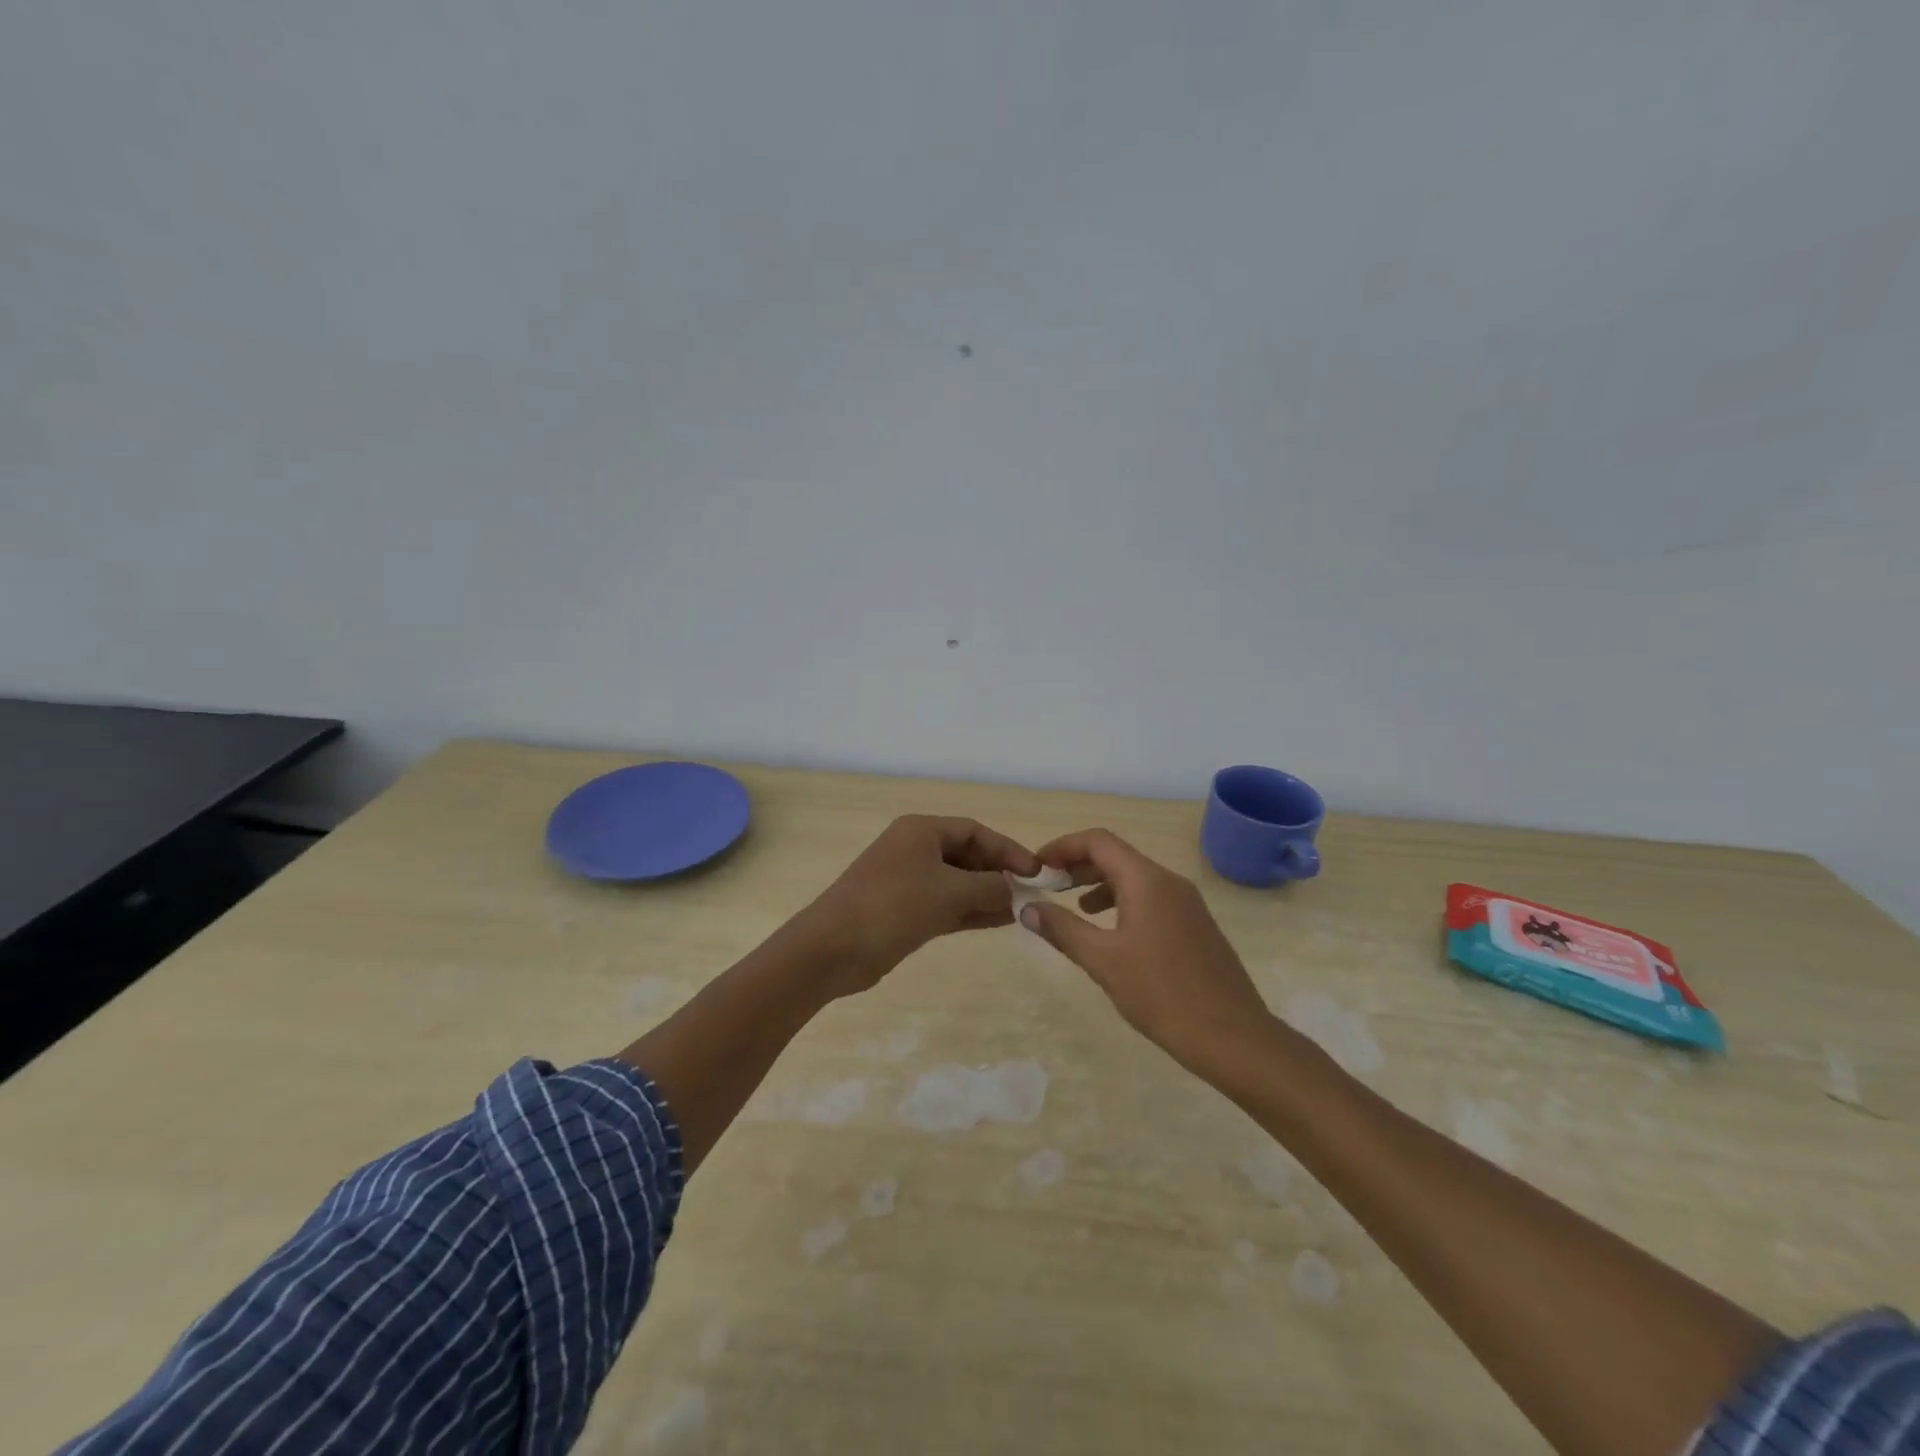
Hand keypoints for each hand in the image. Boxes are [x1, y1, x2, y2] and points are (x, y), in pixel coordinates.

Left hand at [800, 815, 1040, 995]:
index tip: (1036, 872)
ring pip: (958, 882)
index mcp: (921, 831)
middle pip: (967, 855)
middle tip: (1031, 893)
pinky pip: (946, 904)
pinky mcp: (903, 910)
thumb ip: (989, 887)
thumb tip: (1015, 889)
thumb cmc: (892, 907)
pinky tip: (999, 921)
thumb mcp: (949, 893)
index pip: (975, 831)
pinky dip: (970, 911)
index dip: (1007, 849)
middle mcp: (914, 849)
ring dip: (987, 894)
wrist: (832, 950)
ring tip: (1022, 910)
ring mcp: (907, 881)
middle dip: (998, 873)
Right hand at [1019, 829, 1275, 1077]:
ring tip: (1074, 908)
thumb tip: (1027, 907)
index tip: (1037, 866)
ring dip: (1099, 884)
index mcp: (1147, 880)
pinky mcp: (1195, 925)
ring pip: (1134, 877)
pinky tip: (1111, 934)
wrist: (1233, 1037)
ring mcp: (1187, 903)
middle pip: (1116, 855)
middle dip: (1078, 865)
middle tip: (1048, 886)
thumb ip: (1062, 929)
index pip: (1098, 841)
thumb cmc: (1162, 994)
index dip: (1062, 846)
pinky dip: (1122, 902)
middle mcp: (1169, 882)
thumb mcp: (1103, 961)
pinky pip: (1151, 898)